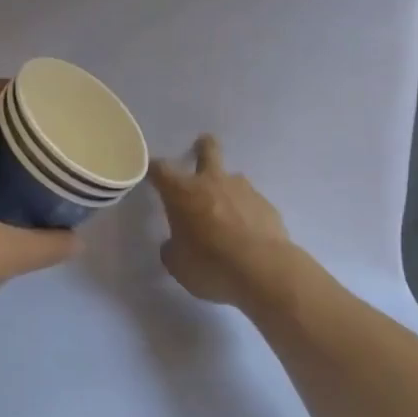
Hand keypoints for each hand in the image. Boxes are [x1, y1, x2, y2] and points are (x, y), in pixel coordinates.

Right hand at [148, 135, 300, 310]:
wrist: (263, 270)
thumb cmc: (210, 264)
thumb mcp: (178, 264)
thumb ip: (172, 249)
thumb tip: (174, 245)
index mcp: (182, 192)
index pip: (160, 169)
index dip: (153, 169)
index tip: (151, 172)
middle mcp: (212, 182)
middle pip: (207, 151)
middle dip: (203, 146)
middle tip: (201, 146)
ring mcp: (243, 190)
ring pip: (233, 178)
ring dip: (227, 188)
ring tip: (228, 212)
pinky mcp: (266, 205)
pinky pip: (251, 203)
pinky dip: (246, 212)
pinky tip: (248, 234)